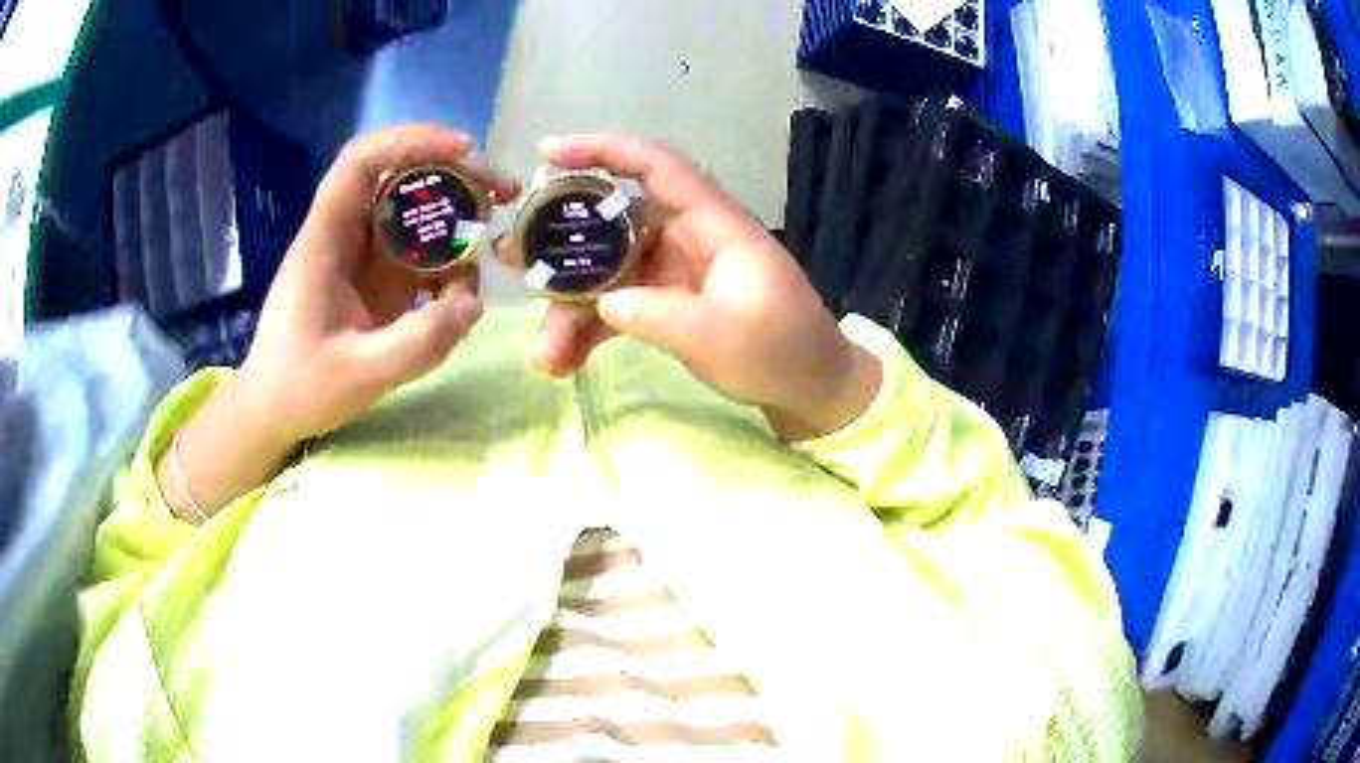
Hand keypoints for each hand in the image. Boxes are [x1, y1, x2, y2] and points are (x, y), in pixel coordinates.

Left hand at [237, 124, 519, 444]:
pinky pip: (418, 253)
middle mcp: (346, 235)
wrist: (273, 410)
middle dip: (452, 172)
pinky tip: (463, 288)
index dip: (411, 142)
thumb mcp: (358, 375)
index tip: (463, 152)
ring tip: (493, 235)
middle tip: (500, 192)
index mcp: (325, 240)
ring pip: (412, 211)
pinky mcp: (377, 280)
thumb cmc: (300, 387)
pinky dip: (448, 260)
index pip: (361, 163)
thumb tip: (472, 302)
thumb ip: (417, 343)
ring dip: (456, 213)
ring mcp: (363, 257)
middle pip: (397, 175)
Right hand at [502, 134, 880, 440]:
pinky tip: (565, 362)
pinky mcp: (668, 303)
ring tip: (544, 353)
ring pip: (608, 272)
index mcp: (711, 224)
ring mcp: (674, 272)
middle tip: (512, 260)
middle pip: (613, 223)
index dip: (603, 150)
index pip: (655, 167)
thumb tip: (603, 303)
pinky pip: (619, 305)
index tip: (547, 151)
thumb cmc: (782, 350)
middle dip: (561, 243)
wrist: (811, 388)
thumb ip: (659, 316)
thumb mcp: (723, 336)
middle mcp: (687, 237)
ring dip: (571, 307)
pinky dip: (592, 329)